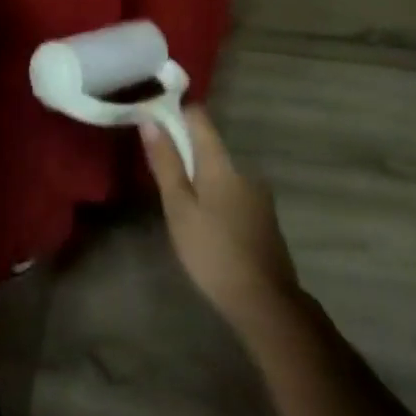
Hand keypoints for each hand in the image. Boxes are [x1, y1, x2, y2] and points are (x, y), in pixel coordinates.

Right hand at [142, 107, 303, 341]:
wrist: (266, 303)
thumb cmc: (213, 252)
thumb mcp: (179, 208)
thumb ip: (166, 163)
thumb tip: (150, 120)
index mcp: (221, 163)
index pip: (199, 117)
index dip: (174, 113)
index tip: (151, 121)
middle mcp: (243, 169)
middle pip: (208, 145)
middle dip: (182, 150)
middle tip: (156, 170)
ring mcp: (257, 194)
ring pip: (219, 171)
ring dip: (198, 176)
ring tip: (176, 201)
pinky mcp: (263, 216)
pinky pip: (231, 191)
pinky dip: (213, 195)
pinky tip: (203, 221)